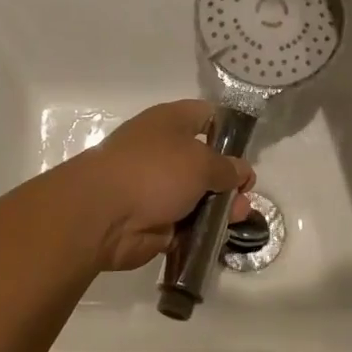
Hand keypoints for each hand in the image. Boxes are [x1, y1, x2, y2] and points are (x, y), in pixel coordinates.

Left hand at [70, 100, 254, 272]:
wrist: (102, 215)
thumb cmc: (154, 172)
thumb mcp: (201, 162)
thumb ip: (227, 168)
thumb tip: (241, 171)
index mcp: (171, 122)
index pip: (207, 116)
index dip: (230, 130)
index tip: (249, 152)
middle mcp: (164, 150)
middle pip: (206, 160)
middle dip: (229, 178)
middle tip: (246, 195)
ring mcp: (157, 186)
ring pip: (198, 195)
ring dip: (220, 207)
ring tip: (238, 218)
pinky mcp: (154, 219)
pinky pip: (186, 222)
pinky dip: (202, 229)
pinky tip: (220, 236)